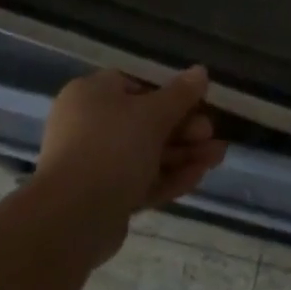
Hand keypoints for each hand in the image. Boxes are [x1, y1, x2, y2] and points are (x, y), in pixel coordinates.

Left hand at [35, 66, 227, 258]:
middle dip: (184, 129)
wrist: (72, 218)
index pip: (135, 85)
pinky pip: (140, 180)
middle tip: (210, 135)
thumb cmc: (112, 147)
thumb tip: (200, 71)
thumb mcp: (153, 114)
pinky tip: (199, 176)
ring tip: (218, 157)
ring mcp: (94, 164)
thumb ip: (181, 93)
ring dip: (183, 154)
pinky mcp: (103, 198)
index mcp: (91, 95)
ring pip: (146, 154)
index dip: (169, 94)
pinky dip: (169, 177)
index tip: (198, 103)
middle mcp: (88, 125)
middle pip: (144, 122)